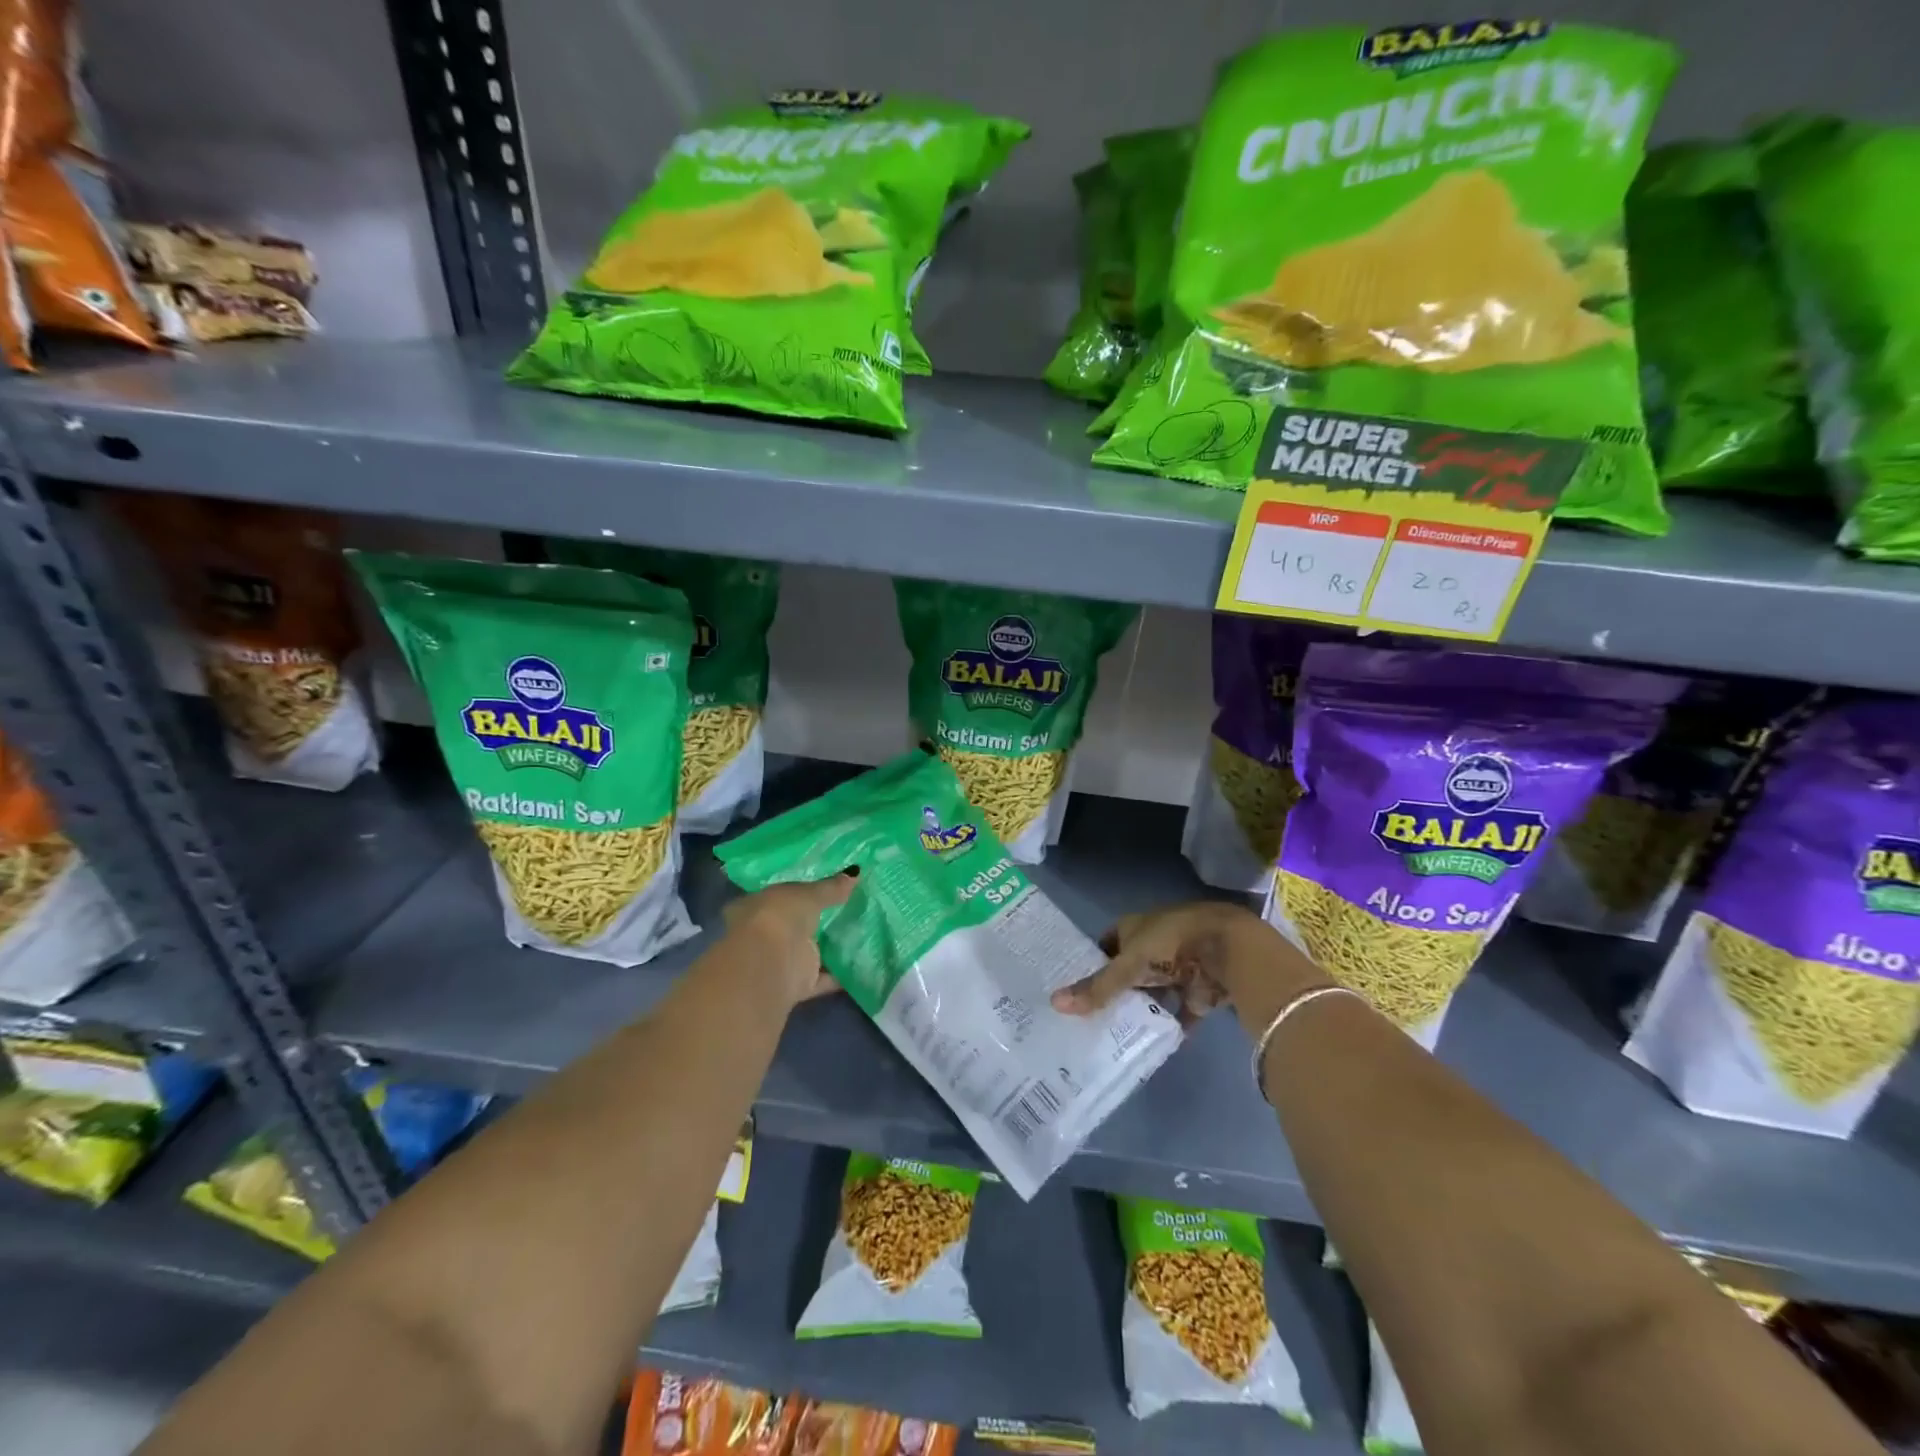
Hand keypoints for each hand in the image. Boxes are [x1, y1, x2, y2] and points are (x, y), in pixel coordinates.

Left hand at [723, 871, 857, 1005]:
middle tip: (849, 909)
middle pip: (794, 926)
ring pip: (808, 952)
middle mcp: (764, 934)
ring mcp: (780, 961)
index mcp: (756, 906)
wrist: (768, 966)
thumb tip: (855, 873)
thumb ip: (831, 888)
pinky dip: (839, 974)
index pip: (778, 896)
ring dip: (828, 948)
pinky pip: (823, 977)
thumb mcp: (808, 894)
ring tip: (862, 936)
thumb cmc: (779, 917)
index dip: (798, 892)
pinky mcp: (796, 985)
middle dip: (815, 920)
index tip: (825, 888)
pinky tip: (862, 964)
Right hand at [1050, 901, 1325, 1026]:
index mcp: (1134, 927)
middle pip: (1129, 969)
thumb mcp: (1127, 966)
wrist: (1228, 949)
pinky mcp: (1199, 991)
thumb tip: (1055, 1003)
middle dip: (1115, 989)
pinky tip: (1153, 1044)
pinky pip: (1180, 1011)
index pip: (1105, 944)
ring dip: (1142, 1007)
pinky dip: (1171, 1025)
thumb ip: (1097, 988)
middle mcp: (1154, 944)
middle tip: (1089, 1016)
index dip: (1092, 962)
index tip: (1075, 986)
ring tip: (1114, 1033)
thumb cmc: (1169, 945)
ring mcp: (1178, 967)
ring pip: (1154, 990)